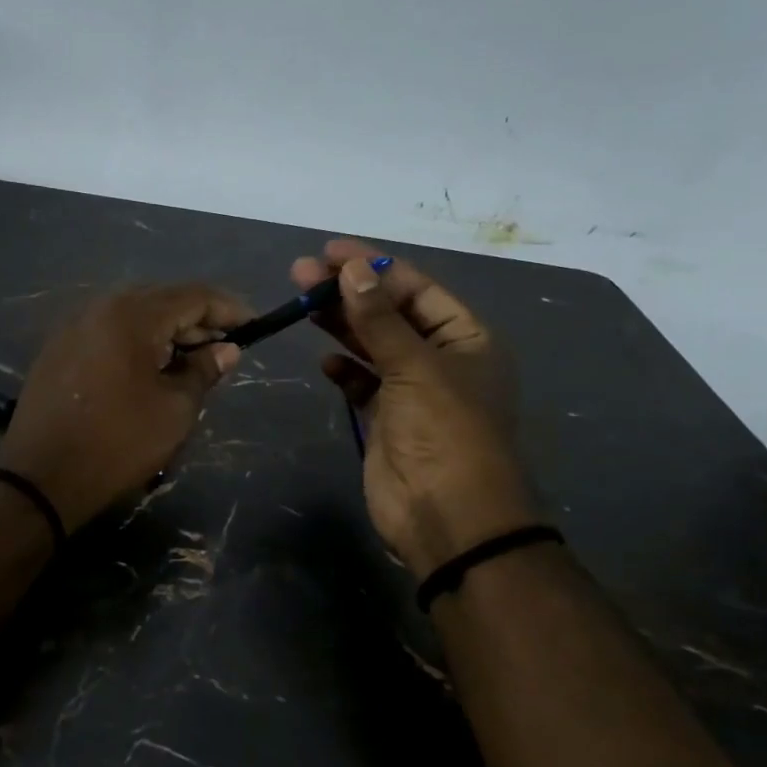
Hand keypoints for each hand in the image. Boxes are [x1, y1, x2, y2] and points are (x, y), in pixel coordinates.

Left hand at [0, 285, 251, 532]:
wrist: (40, 477)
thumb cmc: (117, 443)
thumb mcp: (174, 410)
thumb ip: (203, 371)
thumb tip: (226, 350)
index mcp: (132, 315)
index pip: (193, 296)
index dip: (229, 309)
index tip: (255, 326)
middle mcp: (100, 307)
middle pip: (162, 299)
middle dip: (198, 320)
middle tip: (224, 349)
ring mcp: (74, 326)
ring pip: (133, 314)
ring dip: (167, 331)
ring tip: (191, 361)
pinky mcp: (58, 348)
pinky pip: (109, 331)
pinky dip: (137, 341)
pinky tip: (150, 368)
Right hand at [290, 240, 537, 578]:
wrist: (447, 516)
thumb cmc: (445, 432)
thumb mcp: (415, 367)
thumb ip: (379, 319)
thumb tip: (349, 269)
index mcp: (466, 339)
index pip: (417, 289)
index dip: (375, 267)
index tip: (331, 250)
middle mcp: (441, 359)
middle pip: (390, 314)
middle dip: (348, 292)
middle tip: (301, 272)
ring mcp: (412, 391)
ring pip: (372, 346)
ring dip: (340, 324)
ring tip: (300, 301)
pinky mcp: (386, 419)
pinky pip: (362, 383)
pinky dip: (344, 370)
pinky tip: (325, 360)